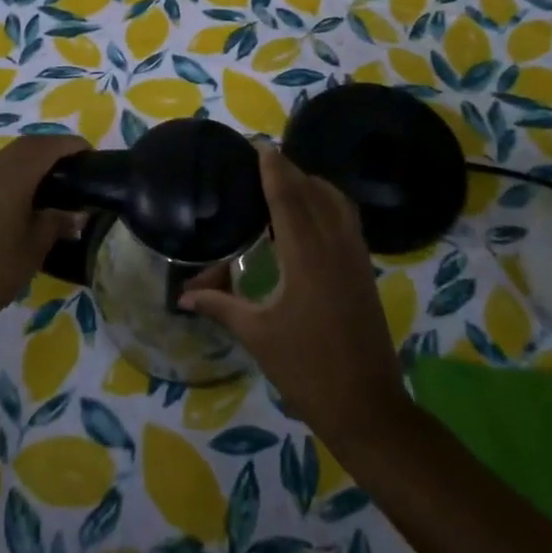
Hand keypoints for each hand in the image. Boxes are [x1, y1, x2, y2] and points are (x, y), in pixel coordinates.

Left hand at [0, 133, 88, 334]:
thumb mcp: (32, 250)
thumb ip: (55, 224)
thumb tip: (75, 213)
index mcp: (12, 177)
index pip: (46, 146)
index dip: (70, 145)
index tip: (91, 154)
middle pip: (25, 146)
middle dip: (51, 149)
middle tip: (75, 167)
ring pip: (7, 159)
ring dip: (31, 162)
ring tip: (54, 185)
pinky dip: (15, 177)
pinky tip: (24, 203)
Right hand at [181, 148, 408, 443]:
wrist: (368, 407)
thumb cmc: (307, 369)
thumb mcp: (257, 335)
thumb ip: (220, 305)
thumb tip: (183, 295)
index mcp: (305, 255)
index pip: (287, 195)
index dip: (272, 167)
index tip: (256, 145)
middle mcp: (334, 244)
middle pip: (312, 190)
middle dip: (288, 170)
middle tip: (260, 161)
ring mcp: (355, 255)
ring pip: (335, 201)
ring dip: (311, 183)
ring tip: (283, 182)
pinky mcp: (365, 269)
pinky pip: (346, 218)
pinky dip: (327, 202)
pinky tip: (309, 215)